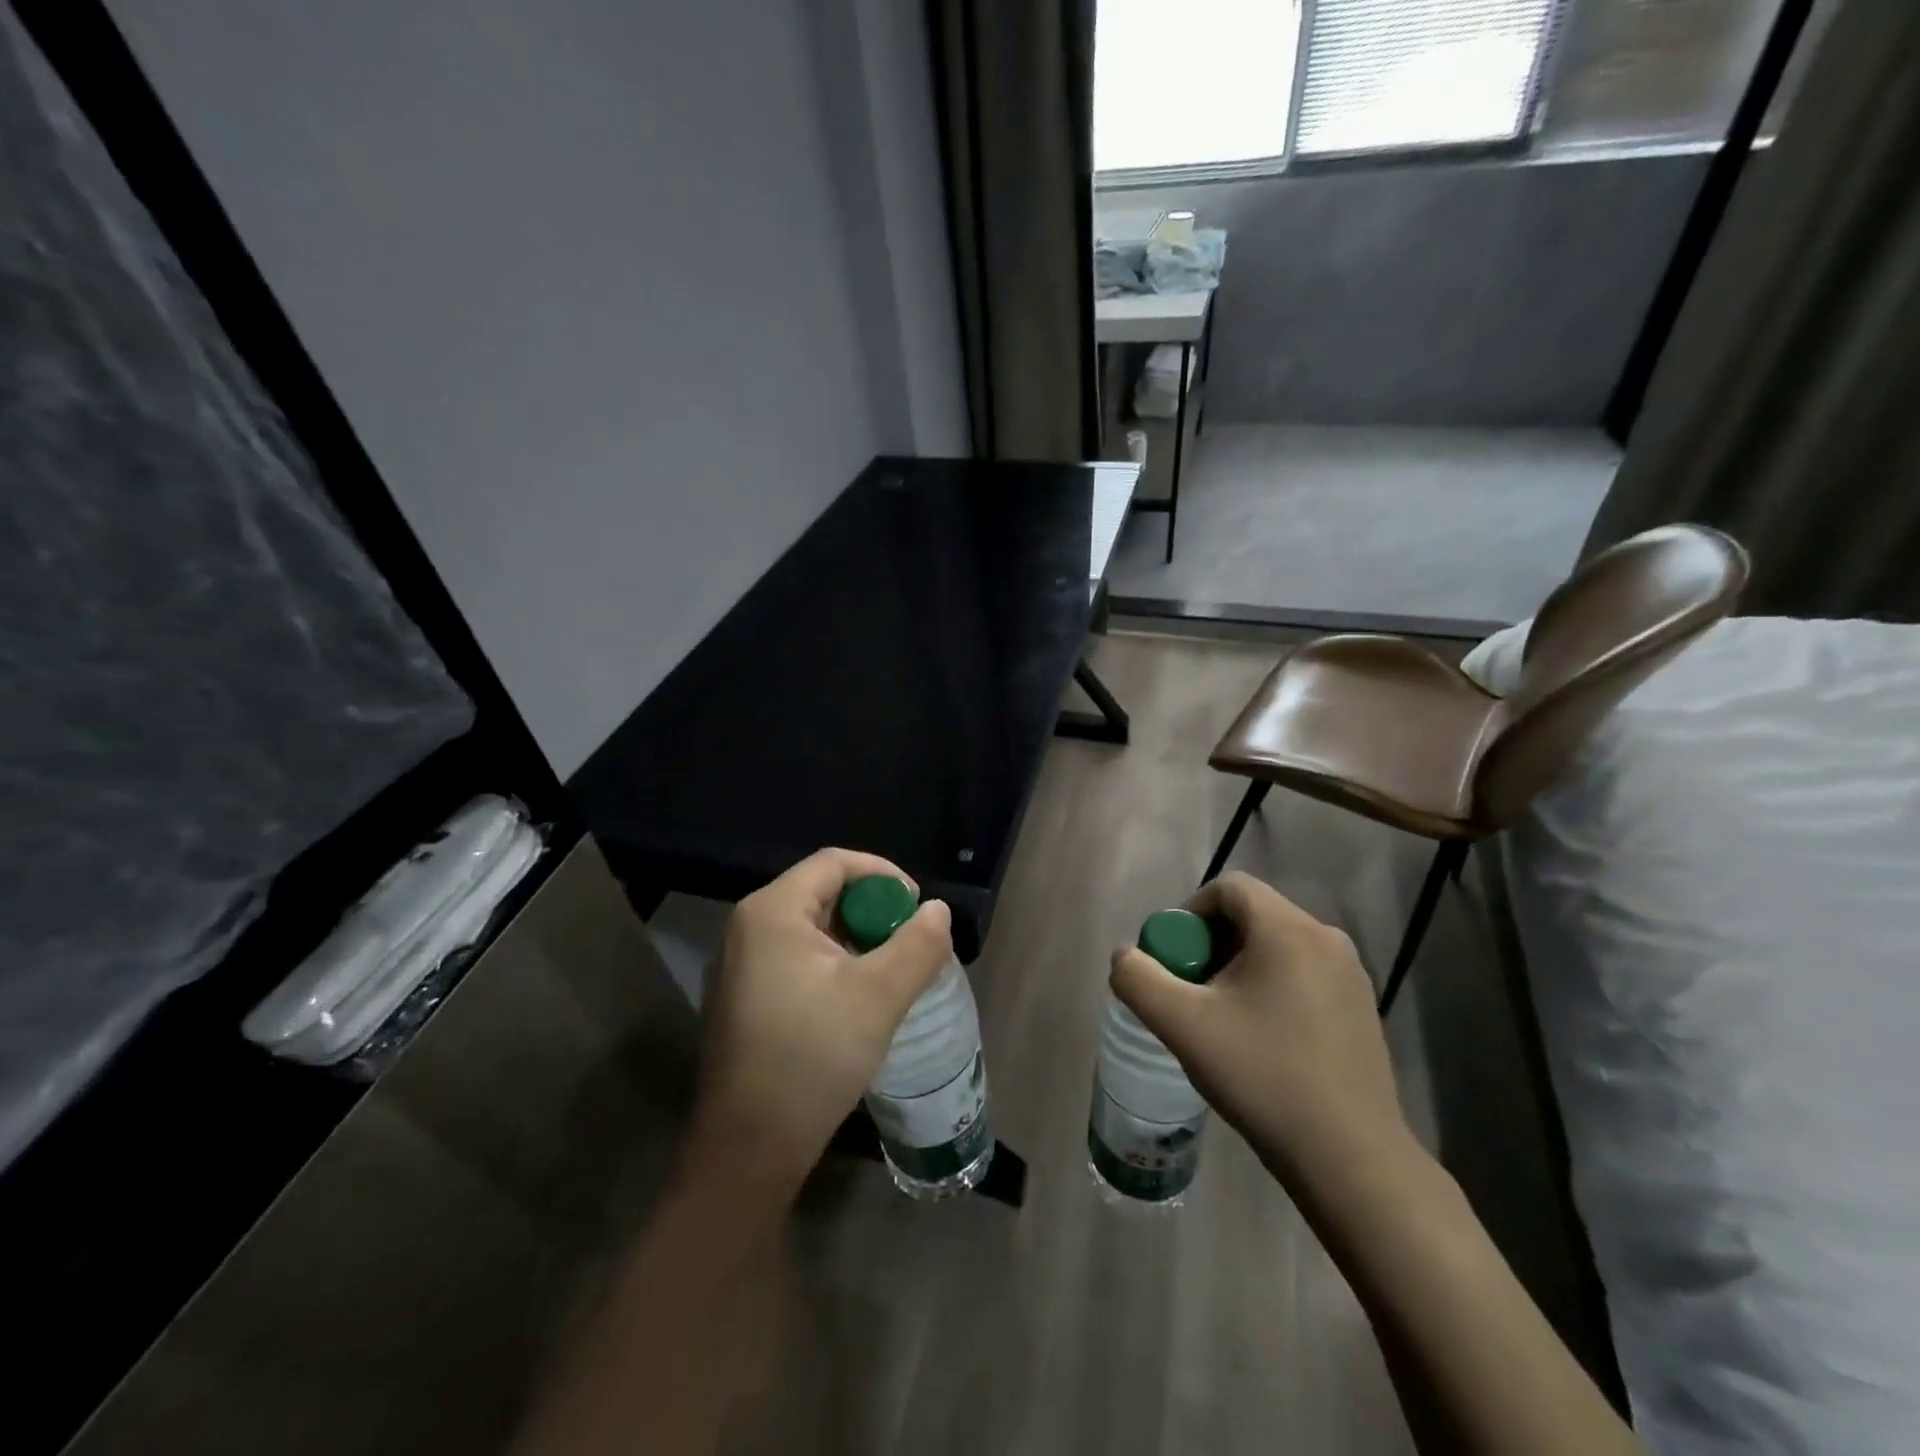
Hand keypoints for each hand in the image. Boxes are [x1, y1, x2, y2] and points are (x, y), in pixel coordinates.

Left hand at [688, 848, 953, 1197]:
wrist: (748, 1148)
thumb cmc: (812, 1057)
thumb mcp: (878, 996)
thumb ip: (917, 945)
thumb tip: (938, 910)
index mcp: (772, 911)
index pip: (835, 863)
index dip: (884, 875)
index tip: (917, 908)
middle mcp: (749, 926)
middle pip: (822, 892)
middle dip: (873, 911)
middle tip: (908, 944)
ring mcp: (740, 964)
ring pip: (812, 929)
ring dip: (857, 941)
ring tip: (890, 974)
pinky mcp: (743, 997)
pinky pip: (796, 958)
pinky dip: (833, 964)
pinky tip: (856, 1001)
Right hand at [1109, 871, 1412, 1194]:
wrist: (1350, 1159)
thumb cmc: (1263, 1077)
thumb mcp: (1182, 1025)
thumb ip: (1139, 979)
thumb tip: (1126, 956)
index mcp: (1287, 929)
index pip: (1229, 888)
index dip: (1190, 912)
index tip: (1173, 958)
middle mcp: (1326, 938)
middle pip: (1252, 915)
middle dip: (1211, 944)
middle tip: (1191, 991)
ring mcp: (1351, 975)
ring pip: (1278, 946)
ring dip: (1240, 967)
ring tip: (1222, 1018)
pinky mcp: (1362, 1008)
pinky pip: (1303, 974)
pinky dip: (1272, 987)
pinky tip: (1262, 1039)